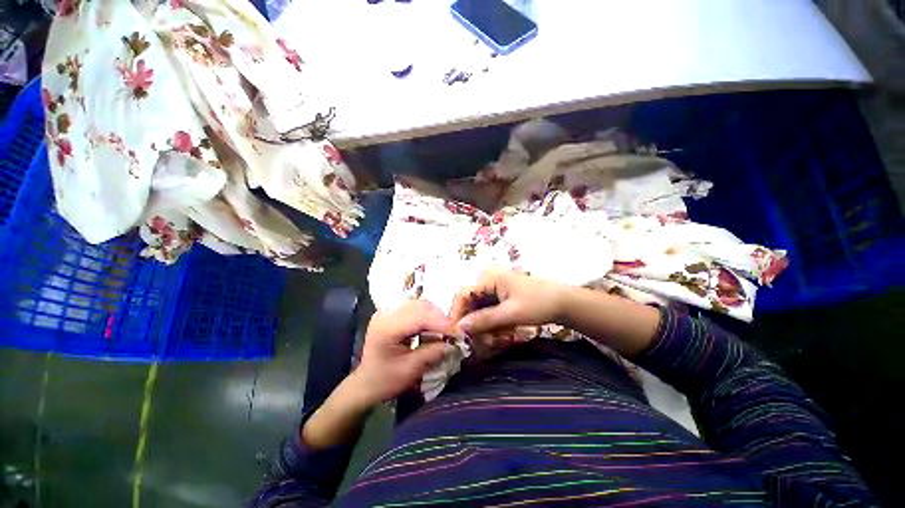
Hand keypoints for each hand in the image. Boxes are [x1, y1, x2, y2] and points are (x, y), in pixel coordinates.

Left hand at [351, 299, 458, 404]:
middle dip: (440, 319)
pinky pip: (413, 311)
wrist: (366, 384)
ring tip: (445, 334)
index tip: (459, 335)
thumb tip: (452, 344)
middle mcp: (386, 314)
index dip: (443, 323)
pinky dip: (426, 319)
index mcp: (387, 327)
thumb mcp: (411, 369)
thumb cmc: (386, 380)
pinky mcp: (390, 317)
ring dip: (434, 318)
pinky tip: (433, 332)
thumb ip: (432, 353)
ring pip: (418, 306)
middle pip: (420, 306)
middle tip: (454, 335)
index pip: (421, 316)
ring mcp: (386, 314)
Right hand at [449, 269, 566, 334]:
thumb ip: (483, 320)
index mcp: (489, 277)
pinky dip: (493, 325)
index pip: (463, 294)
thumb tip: (458, 327)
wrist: (564, 303)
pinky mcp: (504, 298)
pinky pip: (490, 313)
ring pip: (480, 311)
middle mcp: (490, 280)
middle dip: (474, 324)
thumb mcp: (510, 314)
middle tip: (479, 341)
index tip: (456, 334)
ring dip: (485, 327)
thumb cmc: (538, 303)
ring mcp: (497, 289)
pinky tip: (503, 334)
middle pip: (470, 303)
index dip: (457, 314)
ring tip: (495, 340)